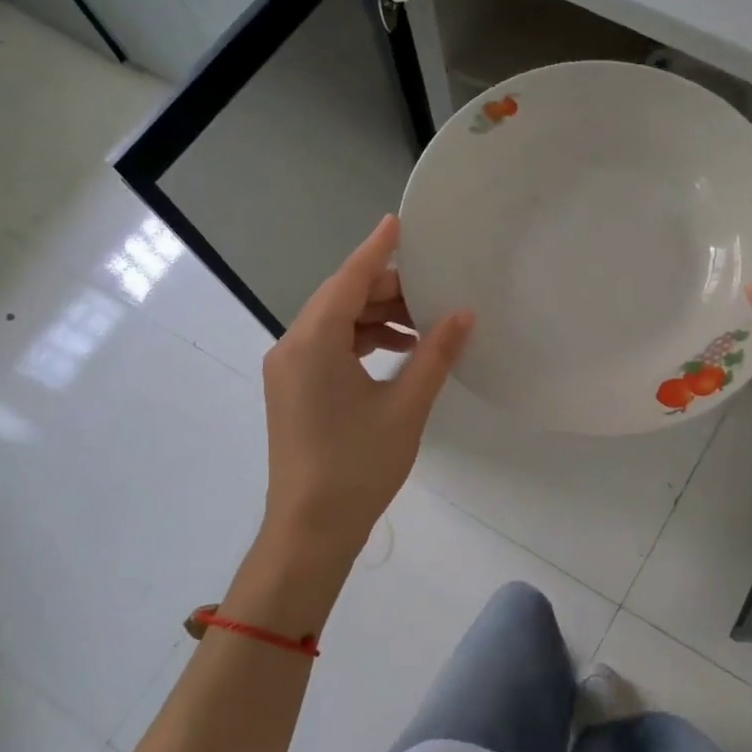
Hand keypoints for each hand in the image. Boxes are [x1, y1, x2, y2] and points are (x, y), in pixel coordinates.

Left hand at [261, 215, 471, 553]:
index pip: (348, 280)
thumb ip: (435, 355)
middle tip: (431, 289)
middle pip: (340, 300)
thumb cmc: (358, 466)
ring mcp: (288, 370)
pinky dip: (360, 342)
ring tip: (422, 324)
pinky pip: (327, 348)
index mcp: (313, 343)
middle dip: (384, 290)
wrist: (310, 528)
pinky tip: (396, 352)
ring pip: (333, 325)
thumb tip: (463, 315)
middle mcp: (292, 347)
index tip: (398, 223)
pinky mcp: (293, 391)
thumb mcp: (406, 407)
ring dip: (374, 318)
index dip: (376, 250)